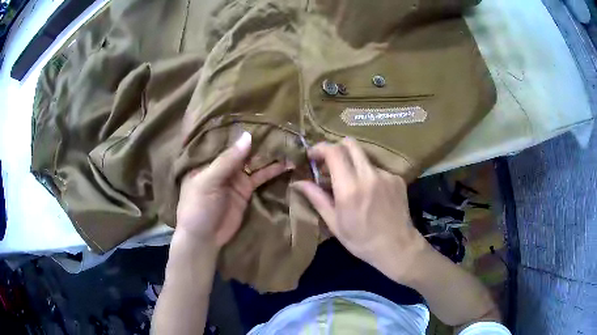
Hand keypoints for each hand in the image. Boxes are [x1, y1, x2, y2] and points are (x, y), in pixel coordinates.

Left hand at [175, 132, 290, 249]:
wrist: (204, 238)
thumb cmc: (198, 207)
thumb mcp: (208, 181)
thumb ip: (227, 160)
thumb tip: (248, 137)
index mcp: (206, 159)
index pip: (225, 140)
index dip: (241, 130)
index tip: (260, 118)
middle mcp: (221, 165)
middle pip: (242, 150)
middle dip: (259, 141)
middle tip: (280, 129)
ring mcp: (235, 178)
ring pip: (253, 162)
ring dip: (269, 155)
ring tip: (287, 144)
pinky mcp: (245, 190)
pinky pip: (260, 177)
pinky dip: (272, 171)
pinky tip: (286, 164)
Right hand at [293, 138, 428, 281]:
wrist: (397, 247)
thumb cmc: (361, 240)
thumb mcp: (334, 223)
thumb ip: (317, 198)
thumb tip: (298, 182)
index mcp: (350, 188)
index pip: (334, 152)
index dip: (320, 148)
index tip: (312, 156)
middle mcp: (369, 175)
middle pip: (350, 144)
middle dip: (336, 148)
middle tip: (330, 164)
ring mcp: (386, 175)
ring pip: (364, 157)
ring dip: (353, 165)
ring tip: (352, 185)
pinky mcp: (397, 178)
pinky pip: (378, 169)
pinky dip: (369, 176)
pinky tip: (371, 194)